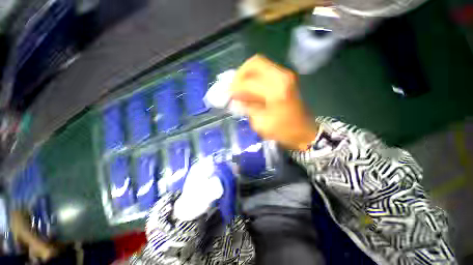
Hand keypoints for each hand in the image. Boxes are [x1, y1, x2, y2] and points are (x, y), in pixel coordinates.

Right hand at [230, 55, 318, 149]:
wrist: (303, 131)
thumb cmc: (283, 131)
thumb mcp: (261, 123)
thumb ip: (247, 107)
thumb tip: (236, 97)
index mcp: (275, 91)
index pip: (248, 82)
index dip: (235, 88)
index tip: (228, 95)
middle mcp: (281, 77)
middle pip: (255, 63)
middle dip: (240, 74)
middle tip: (234, 87)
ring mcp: (285, 75)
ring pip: (260, 64)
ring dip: (247, 75)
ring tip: (241, 88)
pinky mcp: (286, 78)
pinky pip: (265, 70)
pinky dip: (254, 77)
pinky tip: (250, 89)